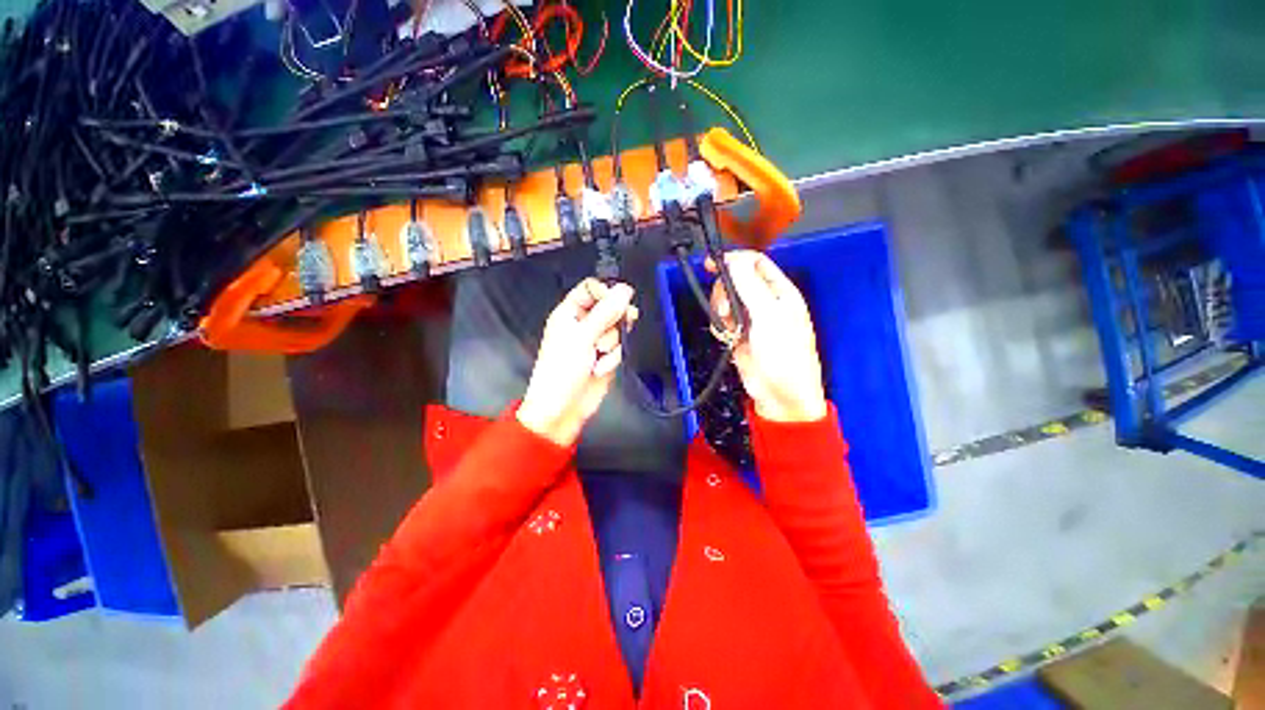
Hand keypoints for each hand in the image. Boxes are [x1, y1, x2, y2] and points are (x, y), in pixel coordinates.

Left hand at [517, 279, 638, 445]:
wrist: (563, 408)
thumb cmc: (561, 371)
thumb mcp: (583, 337)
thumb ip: (606, 312)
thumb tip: (624, 290)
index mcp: (569, 313)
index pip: (592, 289)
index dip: (606, 294)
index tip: (614, 305)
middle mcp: (583, 324)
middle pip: (611, 308)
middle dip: (613, 322)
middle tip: (608, 331)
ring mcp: (596, 341)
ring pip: (618, 329)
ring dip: (611, 345)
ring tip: (596, 355)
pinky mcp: (606, 357)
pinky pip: (620, 348)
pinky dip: (613, 359)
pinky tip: (600, 368)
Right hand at [709, 251, 826, 422]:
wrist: (779, 393)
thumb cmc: (784, 355)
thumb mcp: (768, 316)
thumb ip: (749, 286)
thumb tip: (733, 260)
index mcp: (779, 291)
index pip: (755, 262)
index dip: (734, 260)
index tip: (712, 265)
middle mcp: (764, 301)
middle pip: (734, 280)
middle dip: (724, 292)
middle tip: (725, 310)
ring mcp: (749, 318)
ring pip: (725, 300)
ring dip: (721, 312)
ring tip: (730, 329)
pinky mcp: (737, 333)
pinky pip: (721, 320)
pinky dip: (721, 327)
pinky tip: (729, 338)